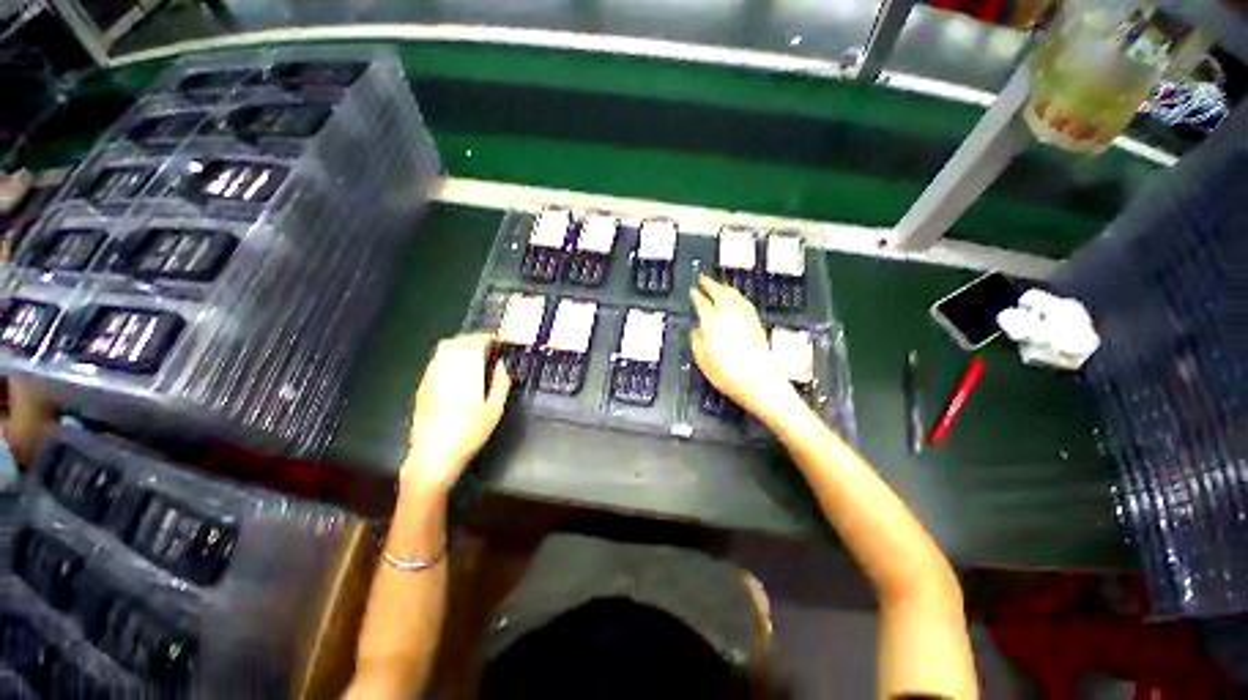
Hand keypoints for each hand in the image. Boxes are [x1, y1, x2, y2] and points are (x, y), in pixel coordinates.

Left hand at [403, 333, 510, 491]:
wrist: (433, 454)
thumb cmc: (469, 433)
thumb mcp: (494, 409)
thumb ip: (500, 383)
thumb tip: (502, 365)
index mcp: (466, 372)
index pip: (475, 343)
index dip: (488, 337)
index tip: (498, 340)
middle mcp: (445, 369)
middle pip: (457, 341)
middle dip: (473, 339)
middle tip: (488, 346)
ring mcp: (430, 376)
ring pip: (443, 349)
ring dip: (460, 345)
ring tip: (474, 355)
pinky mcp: (422, 386)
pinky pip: (436, 361)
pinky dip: (449, 356)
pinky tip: (457, 370)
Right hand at [689, 275, 794, 416]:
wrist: (760, 383)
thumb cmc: (729, 375)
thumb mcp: (703, 361)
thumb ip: (697, 341)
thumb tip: (697, 331)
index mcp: (713, 323)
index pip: (702, 303)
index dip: (697, 295)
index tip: (693, 291)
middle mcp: (730, 316)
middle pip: (720, 293)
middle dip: (711, 284)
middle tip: (704, 279)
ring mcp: (746, 318)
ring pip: (735, 295)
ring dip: (725, 288)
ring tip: (720, 285)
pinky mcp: (757, 324)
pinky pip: (746, 303)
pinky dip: (739, 297)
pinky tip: (739, 299)